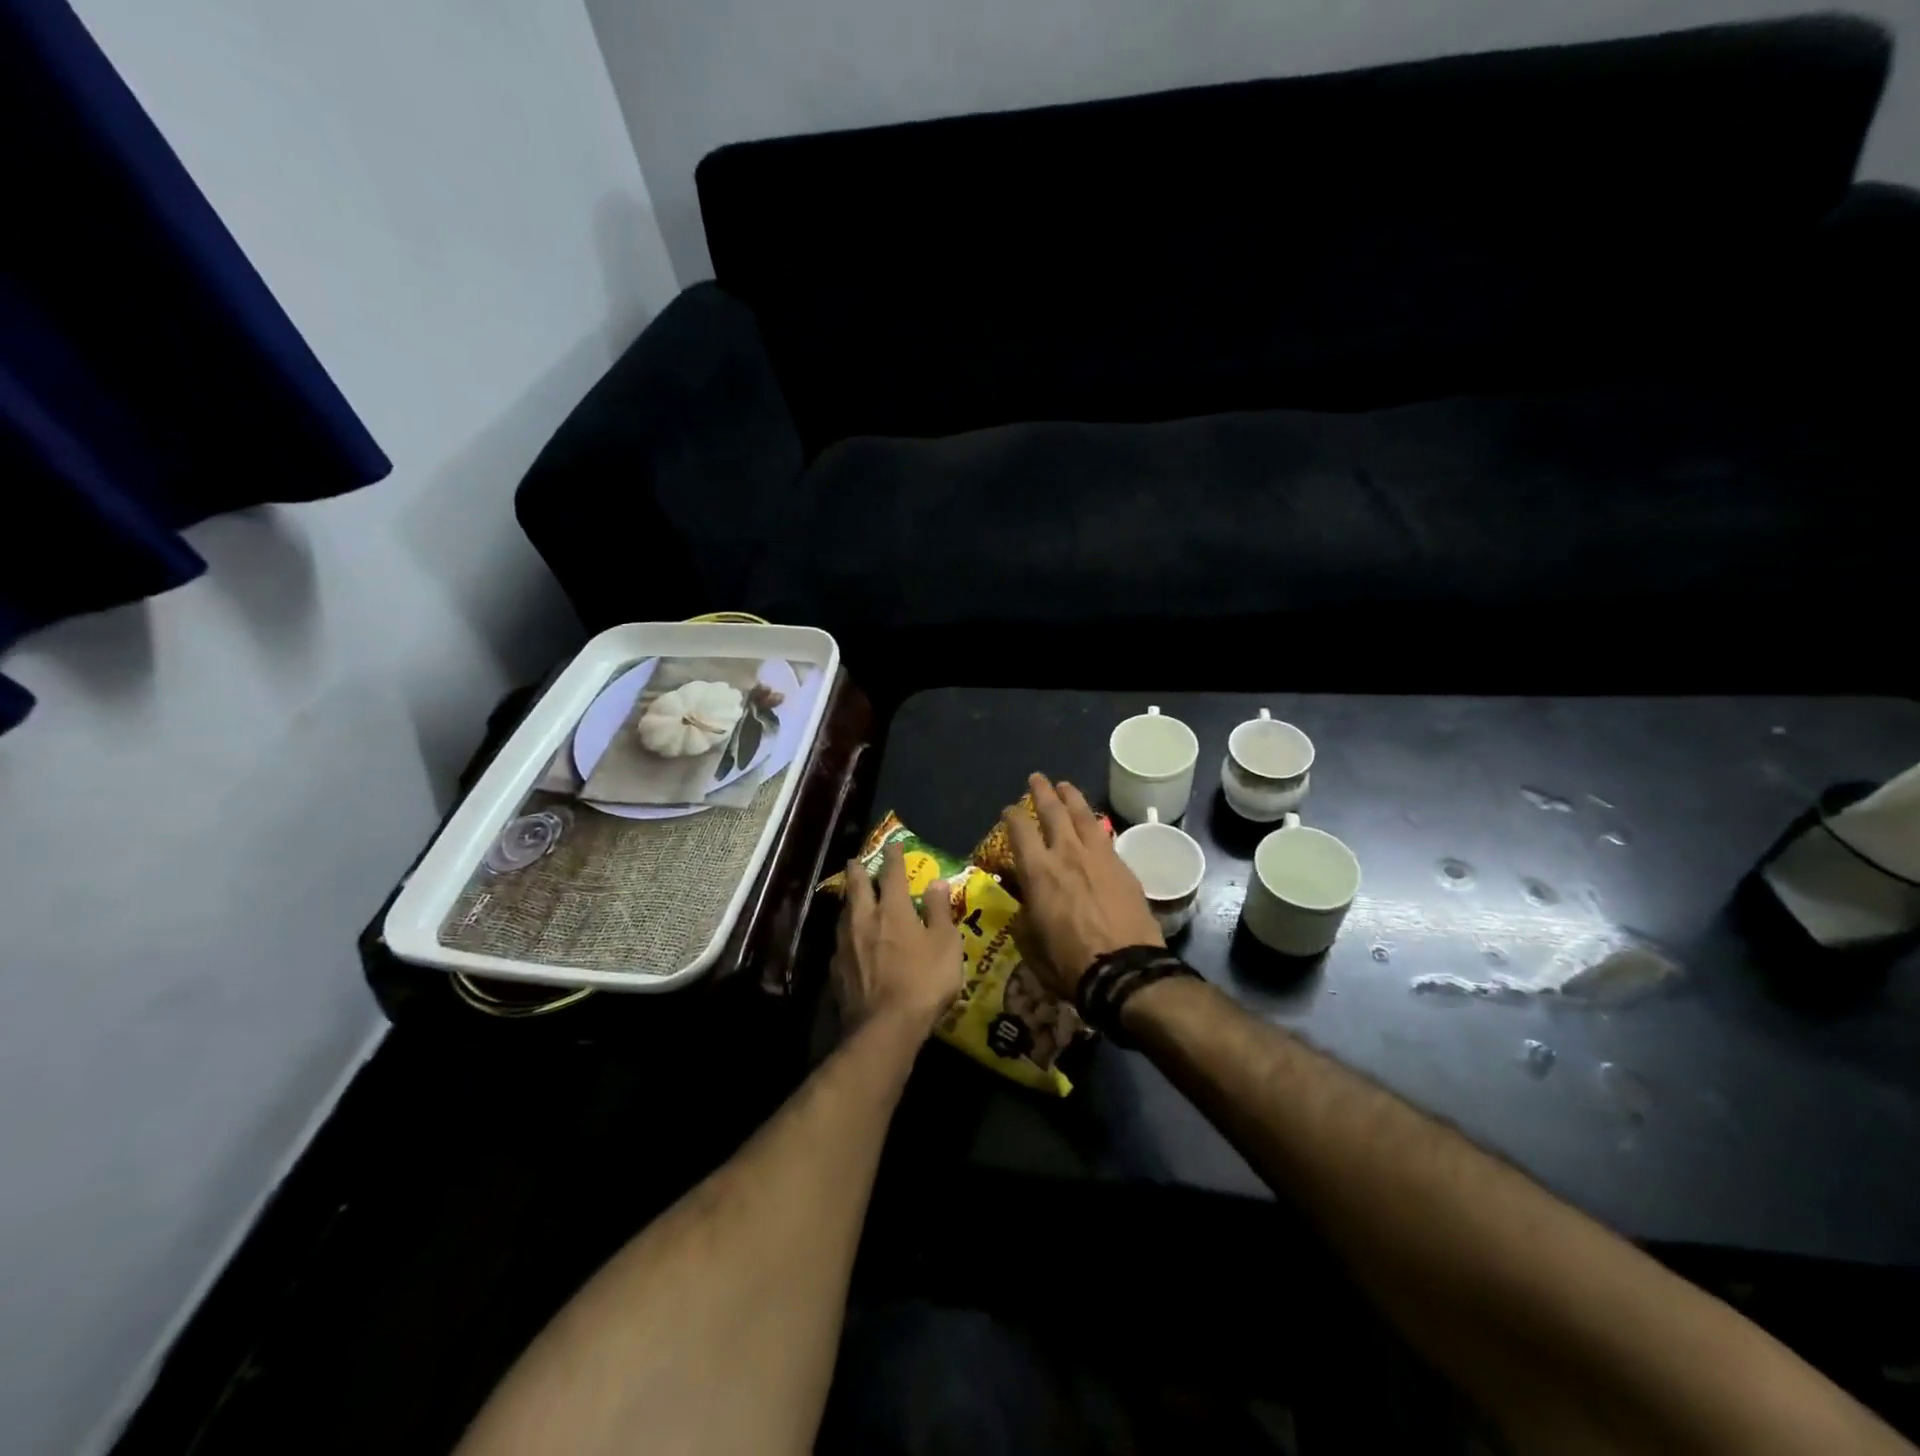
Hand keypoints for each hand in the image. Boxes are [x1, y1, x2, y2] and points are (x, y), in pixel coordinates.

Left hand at [832, 841, 963, 1037]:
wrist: (885, 1027)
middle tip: (856, 861)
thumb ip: (939, 911)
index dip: (894, 857)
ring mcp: (846, 945)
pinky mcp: (836, 970)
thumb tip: (937, 882)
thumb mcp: (946, 944)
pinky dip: (847, 933)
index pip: (892, 874)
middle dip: (857, 871)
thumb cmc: (924, 982)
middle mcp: (864, 920)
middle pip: (857, 887)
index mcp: (893, 910)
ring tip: (852, 898)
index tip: (894, 845)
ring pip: (844, 913)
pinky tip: (850, 941)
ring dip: (849, 901)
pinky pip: (841, 942)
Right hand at [1001, 773, 1163, 1000]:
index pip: (1020, 831)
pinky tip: (1094, 823)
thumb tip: (1022, 902)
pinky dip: (1094, 823)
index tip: (1008, 811)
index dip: (1011, 817)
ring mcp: (1098, 856)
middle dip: (1042, 792)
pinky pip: (1105, 834)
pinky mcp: (1122, 866)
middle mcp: (1066, 854)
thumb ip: (1023, 916)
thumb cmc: (1070, 962)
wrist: (1125, 969)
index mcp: (1038, 872)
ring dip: (1072, 797)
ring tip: (1066, 786)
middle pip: (1053, 811)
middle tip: (1037, 778)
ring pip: (1083, 815)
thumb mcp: (1031, 943)